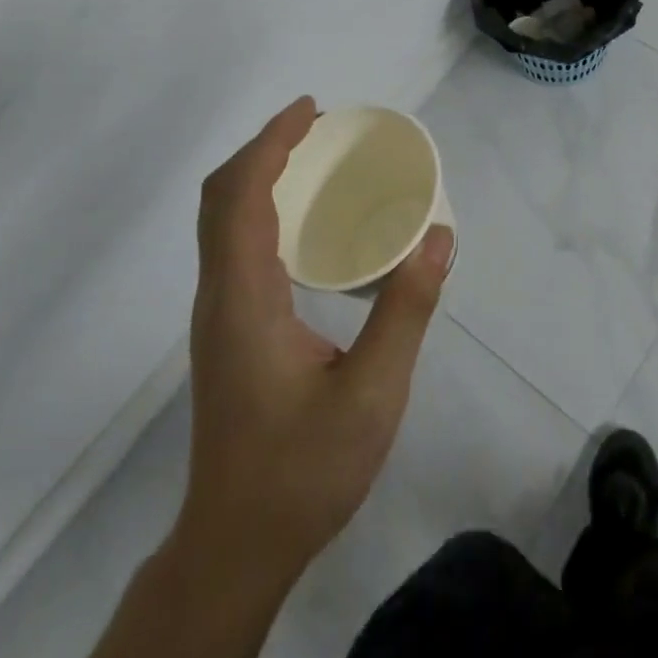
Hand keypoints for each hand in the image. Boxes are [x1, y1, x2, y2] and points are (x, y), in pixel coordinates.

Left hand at [173, 97, 453, 580]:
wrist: (237, 546)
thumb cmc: (301, 471)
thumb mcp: (371, 394)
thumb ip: (405, 312)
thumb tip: (438, 237)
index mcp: (243, 299)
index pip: (240, 196)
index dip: (271, 143)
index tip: (312, 111)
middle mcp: (220, 295)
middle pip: (220, 198)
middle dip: (264, 149)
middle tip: (319, 128)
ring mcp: (219, 314)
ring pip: (221, 221)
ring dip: (259, 175)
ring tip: (315, 159)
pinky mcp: (228, 329)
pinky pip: (234, 244)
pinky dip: (260, 207)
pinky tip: (306, 221)